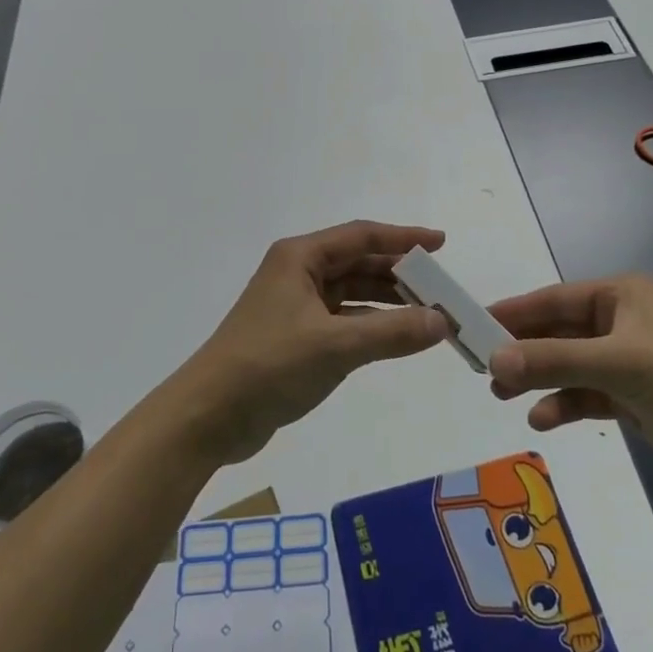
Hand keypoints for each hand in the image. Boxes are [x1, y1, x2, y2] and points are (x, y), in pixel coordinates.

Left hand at [171, 221, 450, 464]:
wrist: (210, 415)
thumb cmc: (270, 365)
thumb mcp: (336, 346)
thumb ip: (392, 331)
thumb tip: (442, 321)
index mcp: (300, 258)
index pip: (361, 235)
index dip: (403, 238)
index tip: (441, 244)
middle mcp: (298, 273)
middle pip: (358, 263)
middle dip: (400, 274)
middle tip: (442, 289)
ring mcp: (295, 305)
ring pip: (352, 293)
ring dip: (388, 302)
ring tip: (429, 314)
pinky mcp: (296, 337)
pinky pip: (344, 320)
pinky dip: (371, 325)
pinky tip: (398, 337)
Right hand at [487, 275, 652, 488]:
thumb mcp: (618, 365)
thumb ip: (553, 361)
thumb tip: (493, 358)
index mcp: (618, 296)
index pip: (550, 300)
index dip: (510, 313)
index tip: (470, 325)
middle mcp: (617, 322)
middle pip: (554, 333)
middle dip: (521, 351)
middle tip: (481, 368)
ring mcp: (624, 361)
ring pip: (566, 365)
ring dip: (538, 379)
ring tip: (503, 395)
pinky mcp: (631, 396)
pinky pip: (584, 394)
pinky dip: (563, 404)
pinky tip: (545, 419)